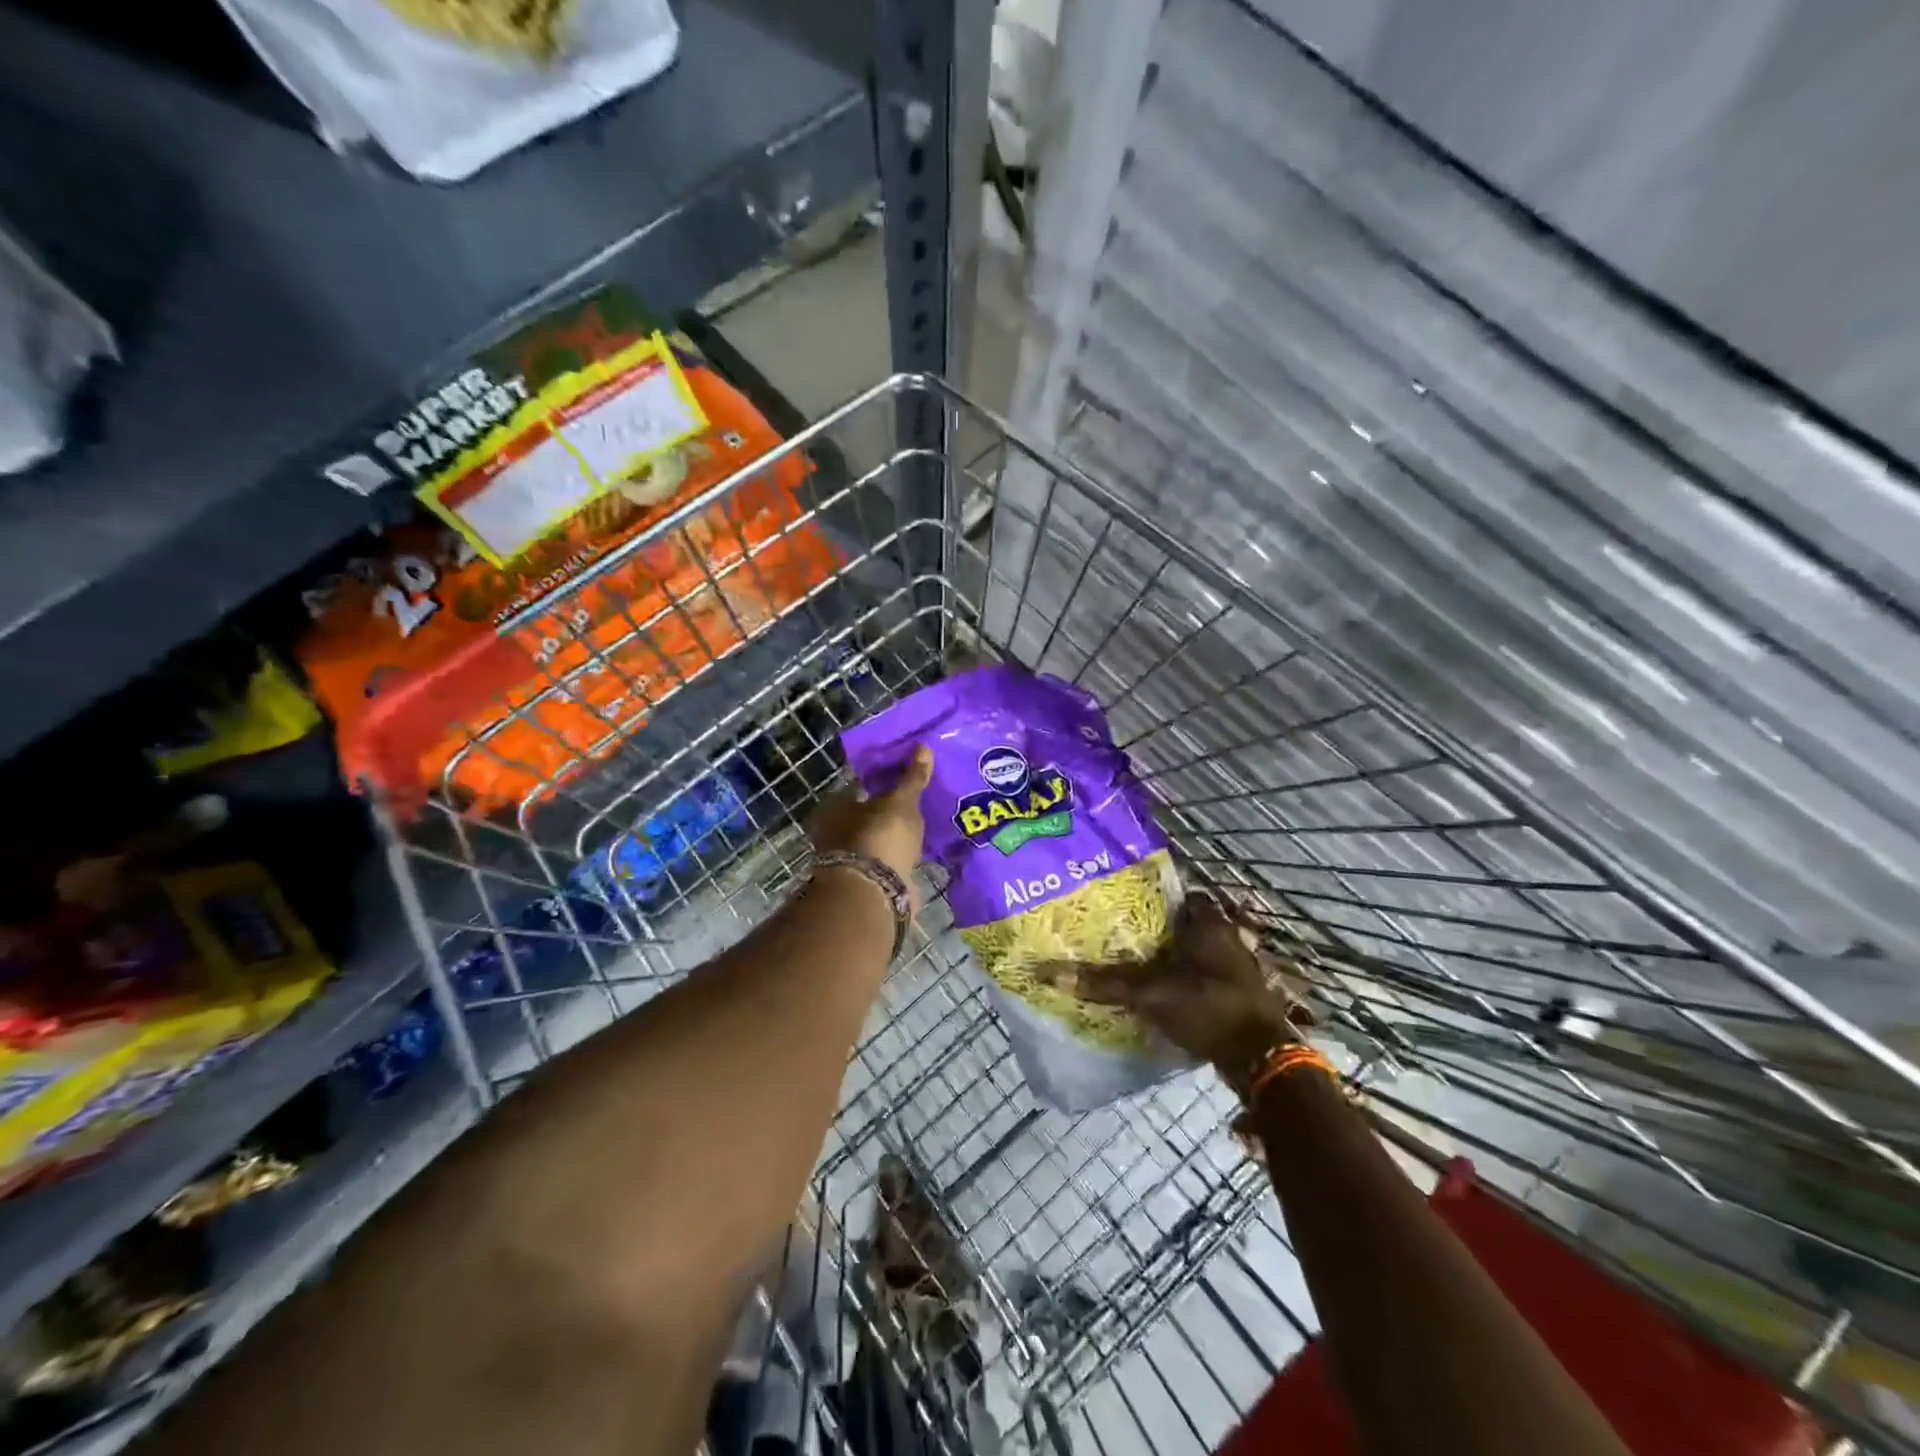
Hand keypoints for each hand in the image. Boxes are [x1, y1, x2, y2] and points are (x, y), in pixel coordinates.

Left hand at [809, 745, 934, 899]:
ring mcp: (850, 859)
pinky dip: (899, 854)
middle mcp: (834, 832)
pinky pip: (886, 859)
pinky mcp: (867, 881)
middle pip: (864, 814)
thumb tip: (923, 746)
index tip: (902, 779)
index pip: (857, 786)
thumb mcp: (901, 802)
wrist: (875, 893)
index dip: (879, 781)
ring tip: (922, 824)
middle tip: (915, 801)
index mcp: (834, 807)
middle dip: (886, 810)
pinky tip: (918, 849)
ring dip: (893, 834)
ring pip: (876, 838)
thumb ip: (912, 777)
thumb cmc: (880, 836)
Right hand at [1059, 894, 1310, 1091]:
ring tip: (1134, 958)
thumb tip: (1051, 974)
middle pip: (1184, 921)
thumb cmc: (1207, 1007)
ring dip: (1171, 952)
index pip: (1177, 892)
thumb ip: (1104, 984)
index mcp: (1208, 922)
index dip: (1151, 894)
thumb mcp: (1150, 994)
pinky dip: (1183, 975)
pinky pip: (1203, 972)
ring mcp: (1235, 964)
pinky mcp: (1237, 991)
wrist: (1261, 1058)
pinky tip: (1160, 986)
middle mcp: (1225, 935)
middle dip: (1157, 925)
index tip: (1121, 900)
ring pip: (1195, 948)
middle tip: (1120, 930)